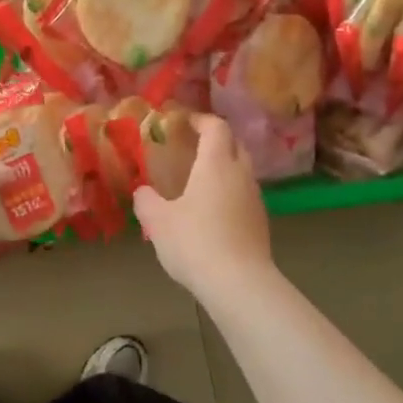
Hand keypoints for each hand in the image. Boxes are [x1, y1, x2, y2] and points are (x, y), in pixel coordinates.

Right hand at [132, 114, 272, 296]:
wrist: (238, 283)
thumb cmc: (195, 242)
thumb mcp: (158, 222)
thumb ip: (147, 201)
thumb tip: (142, 191)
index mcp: (216, 164)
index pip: (215, 127)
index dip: (200, 120)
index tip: (183, 122)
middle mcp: (241, 174)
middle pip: (234, 144)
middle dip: (215, 140)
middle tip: (191, 147)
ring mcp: (255, 198)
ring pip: (242, 170)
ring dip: (224, 167)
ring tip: (199, 180)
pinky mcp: (261, 222)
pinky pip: (244, 194)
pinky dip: (230, 192)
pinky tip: (212, 211)